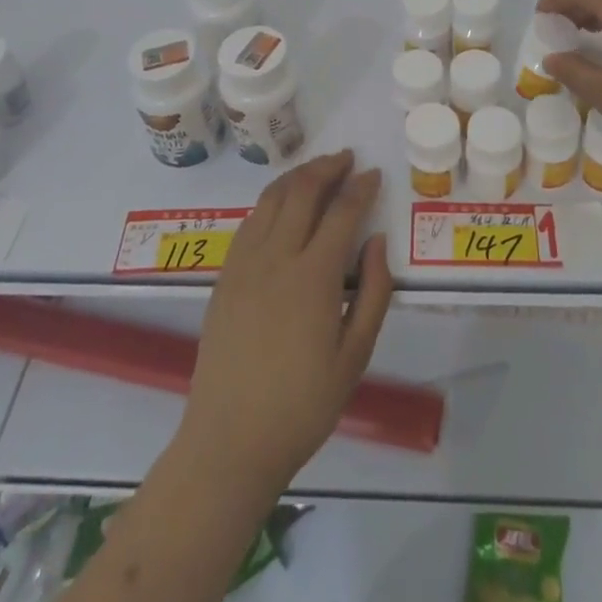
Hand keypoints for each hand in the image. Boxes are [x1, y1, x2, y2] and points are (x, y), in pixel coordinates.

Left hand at [179, 150, 393, 496]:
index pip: (341, 212)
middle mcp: (276, 258)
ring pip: (271, 199)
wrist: (230, 441)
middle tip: (347, 159)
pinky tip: (282, 204)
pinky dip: (271, 200)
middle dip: (327, 168)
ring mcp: (244, 264)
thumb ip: (372, 293)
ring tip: (317, 169)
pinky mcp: (224, 276)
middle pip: (301, 191)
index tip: (374, 173)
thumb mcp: (355, 356)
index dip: (360, 188)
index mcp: (313, 277)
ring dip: (297, 176)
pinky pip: (250, 221)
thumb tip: (377, 241)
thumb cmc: (303, 405)